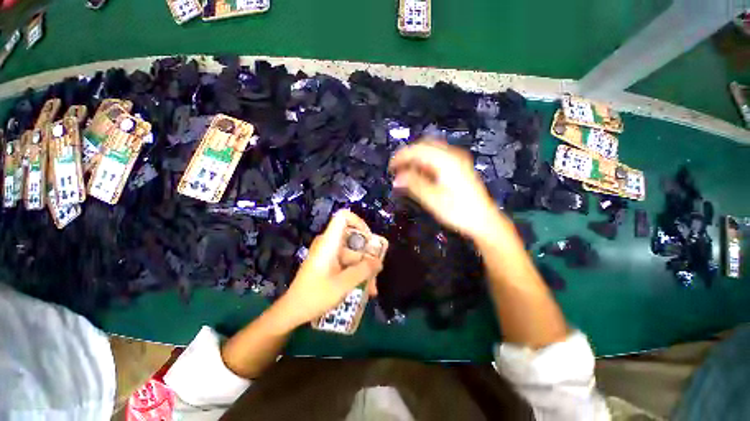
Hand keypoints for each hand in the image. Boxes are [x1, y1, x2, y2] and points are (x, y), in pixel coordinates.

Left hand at [278, 209, 382, 327]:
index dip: (359, 222)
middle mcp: (329, 244)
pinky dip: (355, 272)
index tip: (370, 240)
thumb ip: (363, 271)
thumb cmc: (315, 296)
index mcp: (329, 242)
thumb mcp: (343, 284)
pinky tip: (364, 288)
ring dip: (363, 269)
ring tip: (372, 289)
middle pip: (353, 239)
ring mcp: (328, 254)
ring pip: (352, 254)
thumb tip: (379, 262)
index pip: (343, 217)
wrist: (292, 311)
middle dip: (367, 256)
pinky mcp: (328, 263)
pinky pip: (346, 262)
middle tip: (375, 273)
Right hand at [389, 139, 505, 239]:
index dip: (401, 157)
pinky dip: (426, 163)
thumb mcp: (432, 199)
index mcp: (446, 161)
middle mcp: (453, 155)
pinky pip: (438, 158)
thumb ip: (414, 184)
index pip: (418, 150)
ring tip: (407, 173)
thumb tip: (397, 178)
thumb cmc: (458, 211)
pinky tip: (421, 174)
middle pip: (425, 146)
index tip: (391, 168)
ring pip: (431, 151)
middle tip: (397, 169)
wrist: (483, 220)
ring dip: (417, 159)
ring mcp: (458, 160)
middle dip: (408, 155)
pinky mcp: (460, 167)